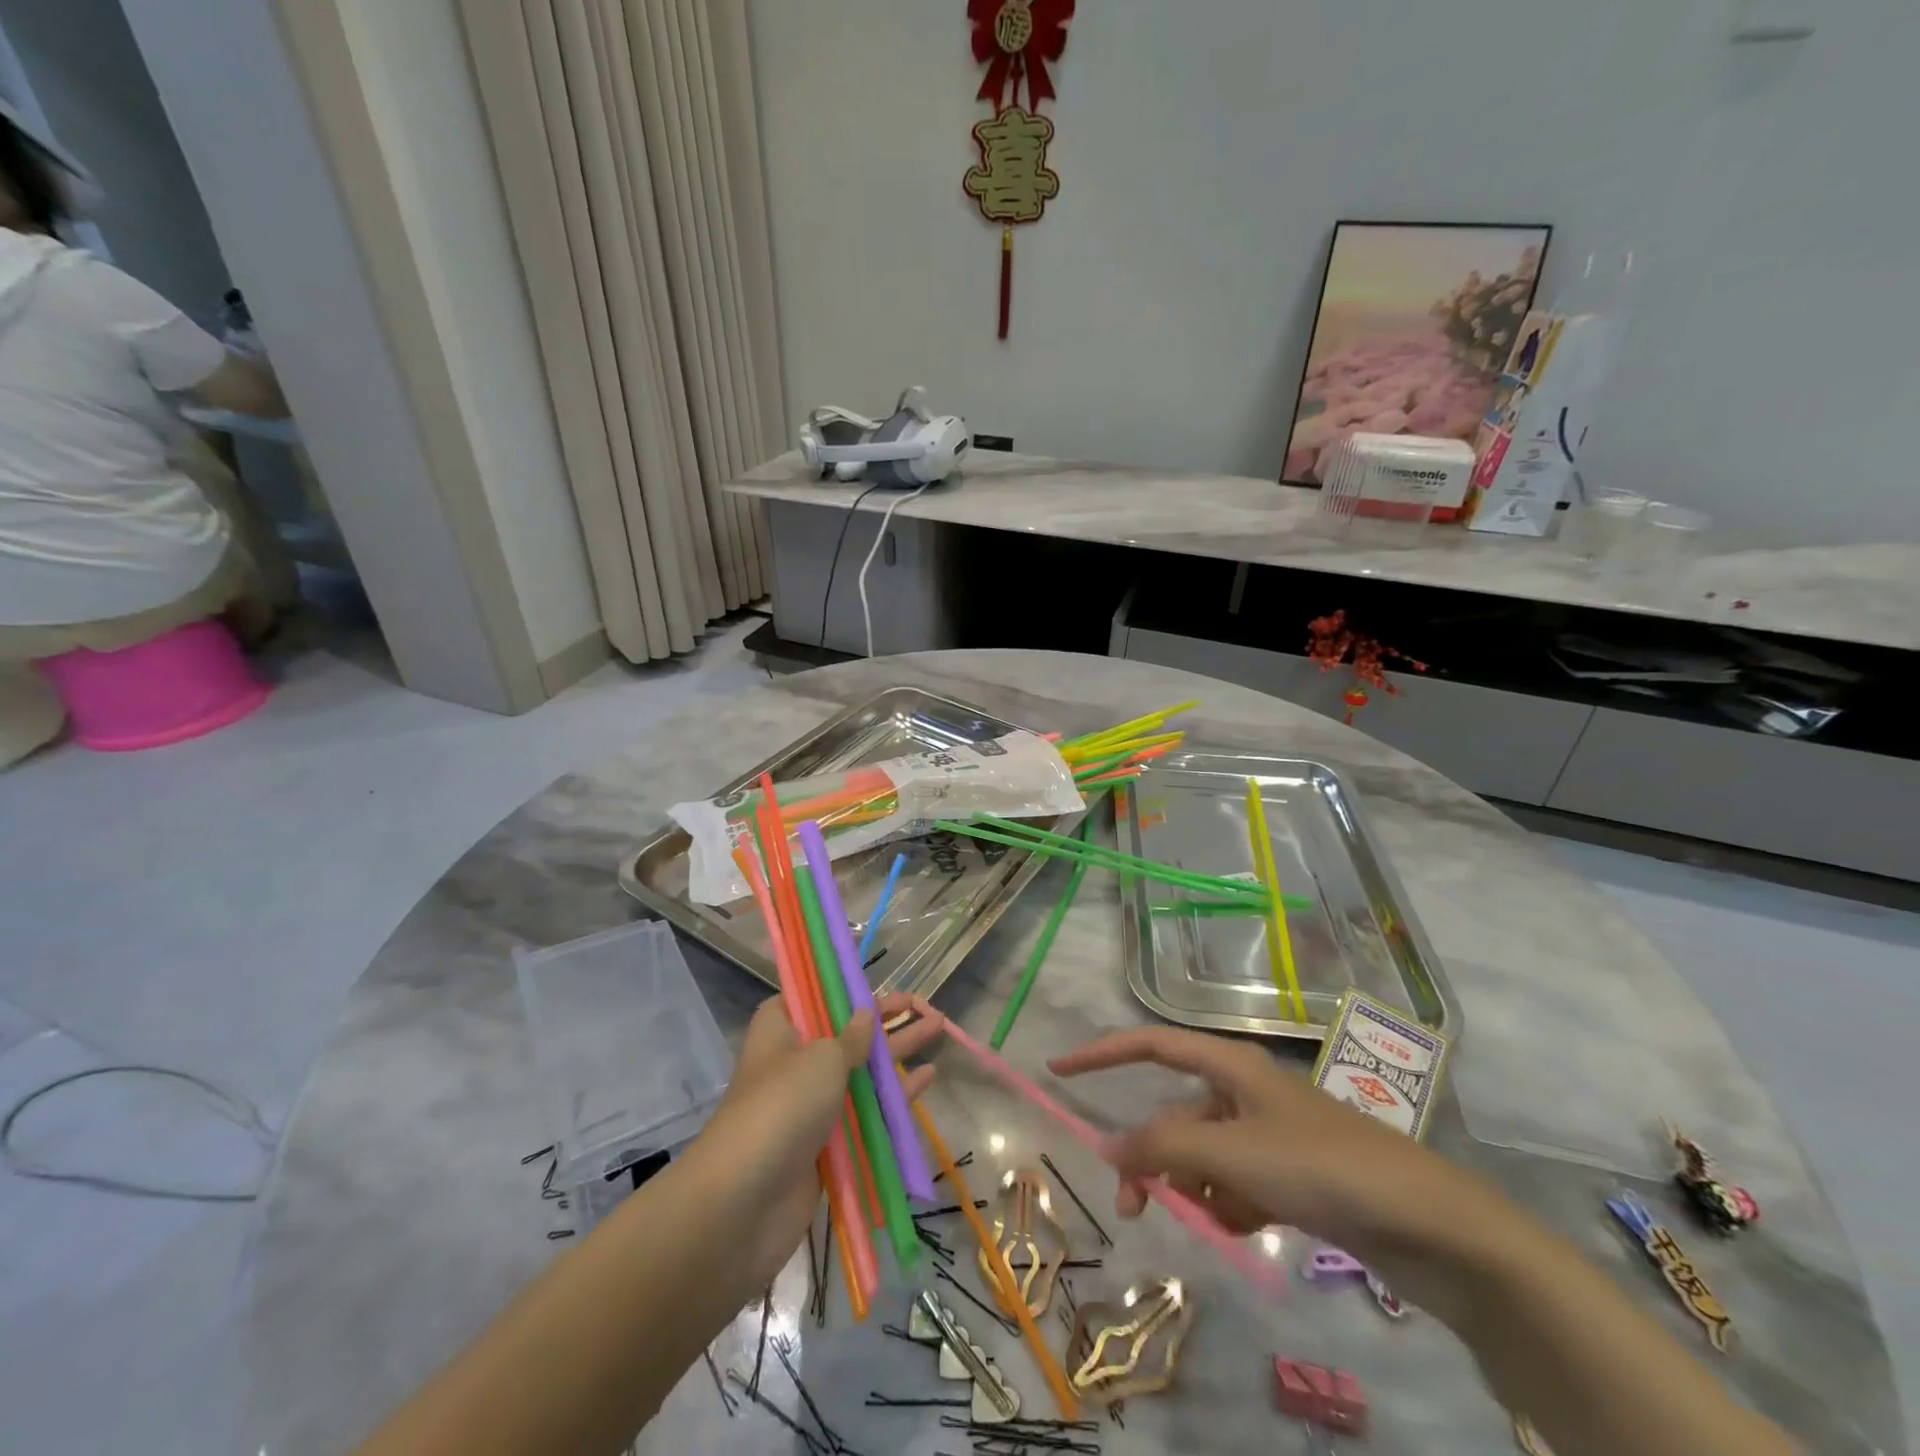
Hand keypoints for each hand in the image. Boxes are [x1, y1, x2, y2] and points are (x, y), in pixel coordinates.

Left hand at [684, 993, 944, 1290]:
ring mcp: (810, 1104)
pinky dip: (894, 1095)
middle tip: (925, 1004)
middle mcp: (793, 1061)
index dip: (842, 987)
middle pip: (844, 1032)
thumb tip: (865, 1015)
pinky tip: (927, 1079)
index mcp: (780, 1029)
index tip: (874, 982)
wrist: (745, 1203)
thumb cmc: (782, 1106)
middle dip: (885, 1019)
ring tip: (938, 1029)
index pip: (810, 996)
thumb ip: (851, 1037)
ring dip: (896, 1052)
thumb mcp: (822, 1058)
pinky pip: (865, 1111)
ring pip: (860, 1071)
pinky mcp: (826, 1144)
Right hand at [1049, 1025, 1511, 1320]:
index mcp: (1231, 1066)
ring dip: (1193, 1189)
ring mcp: (1268, 1134)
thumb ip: (1164, 1149)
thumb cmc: (1322, 1166)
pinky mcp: (1289, 1175)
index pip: (1151, 1045)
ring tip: (1216, 1222)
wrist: (1428, 1225)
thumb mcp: (1234, 1153)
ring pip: (1202, 1156)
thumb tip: (1106, 1145)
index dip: (1102, 1053)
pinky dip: (1228, 1205)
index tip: (1058, 1068)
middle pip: (1175, 1117)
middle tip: (1134, 1209)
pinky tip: (1248, 1228)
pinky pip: (1234, 1183)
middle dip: (1153, 1159)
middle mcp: (1244, 1092)